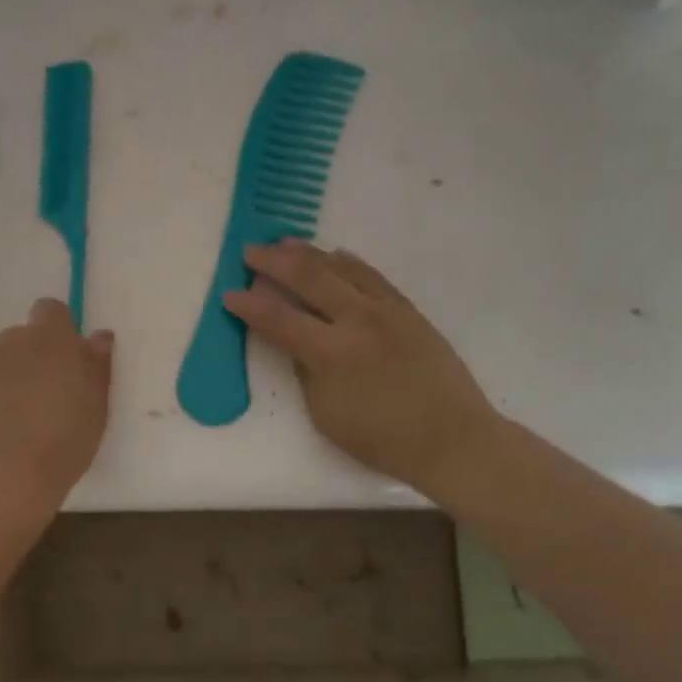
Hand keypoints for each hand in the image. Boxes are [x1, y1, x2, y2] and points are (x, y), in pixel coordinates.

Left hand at [0, 299, 112, 508]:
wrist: (3, 476)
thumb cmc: (62, 443)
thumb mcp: (95, 407)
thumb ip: (96, 365)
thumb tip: (98, 336)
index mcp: (50, 340)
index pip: (50, 310)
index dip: (56, 331)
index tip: (61, 362)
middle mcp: (9, 338)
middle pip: (19, 340)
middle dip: (27, 363)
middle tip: (36, 404)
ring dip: (0, 379)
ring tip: (7, 422)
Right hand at [223, 240, 500, 492]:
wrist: (452, 439)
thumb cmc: (382, 439)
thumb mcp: (326, 415)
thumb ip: (306, 372)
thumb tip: (295, 343)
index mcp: (332, 354)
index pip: (278, 319)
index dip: (249, 305)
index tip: (228, 294)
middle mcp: (358, 321)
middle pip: (308, 278)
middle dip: (273, 261)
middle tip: (249, 251)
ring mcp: (387, 310)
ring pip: (341, 268)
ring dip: (308, 253)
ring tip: (283, 242)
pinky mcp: (408, 310)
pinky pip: (371, 275)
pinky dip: (347, 262)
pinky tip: (333, 254)